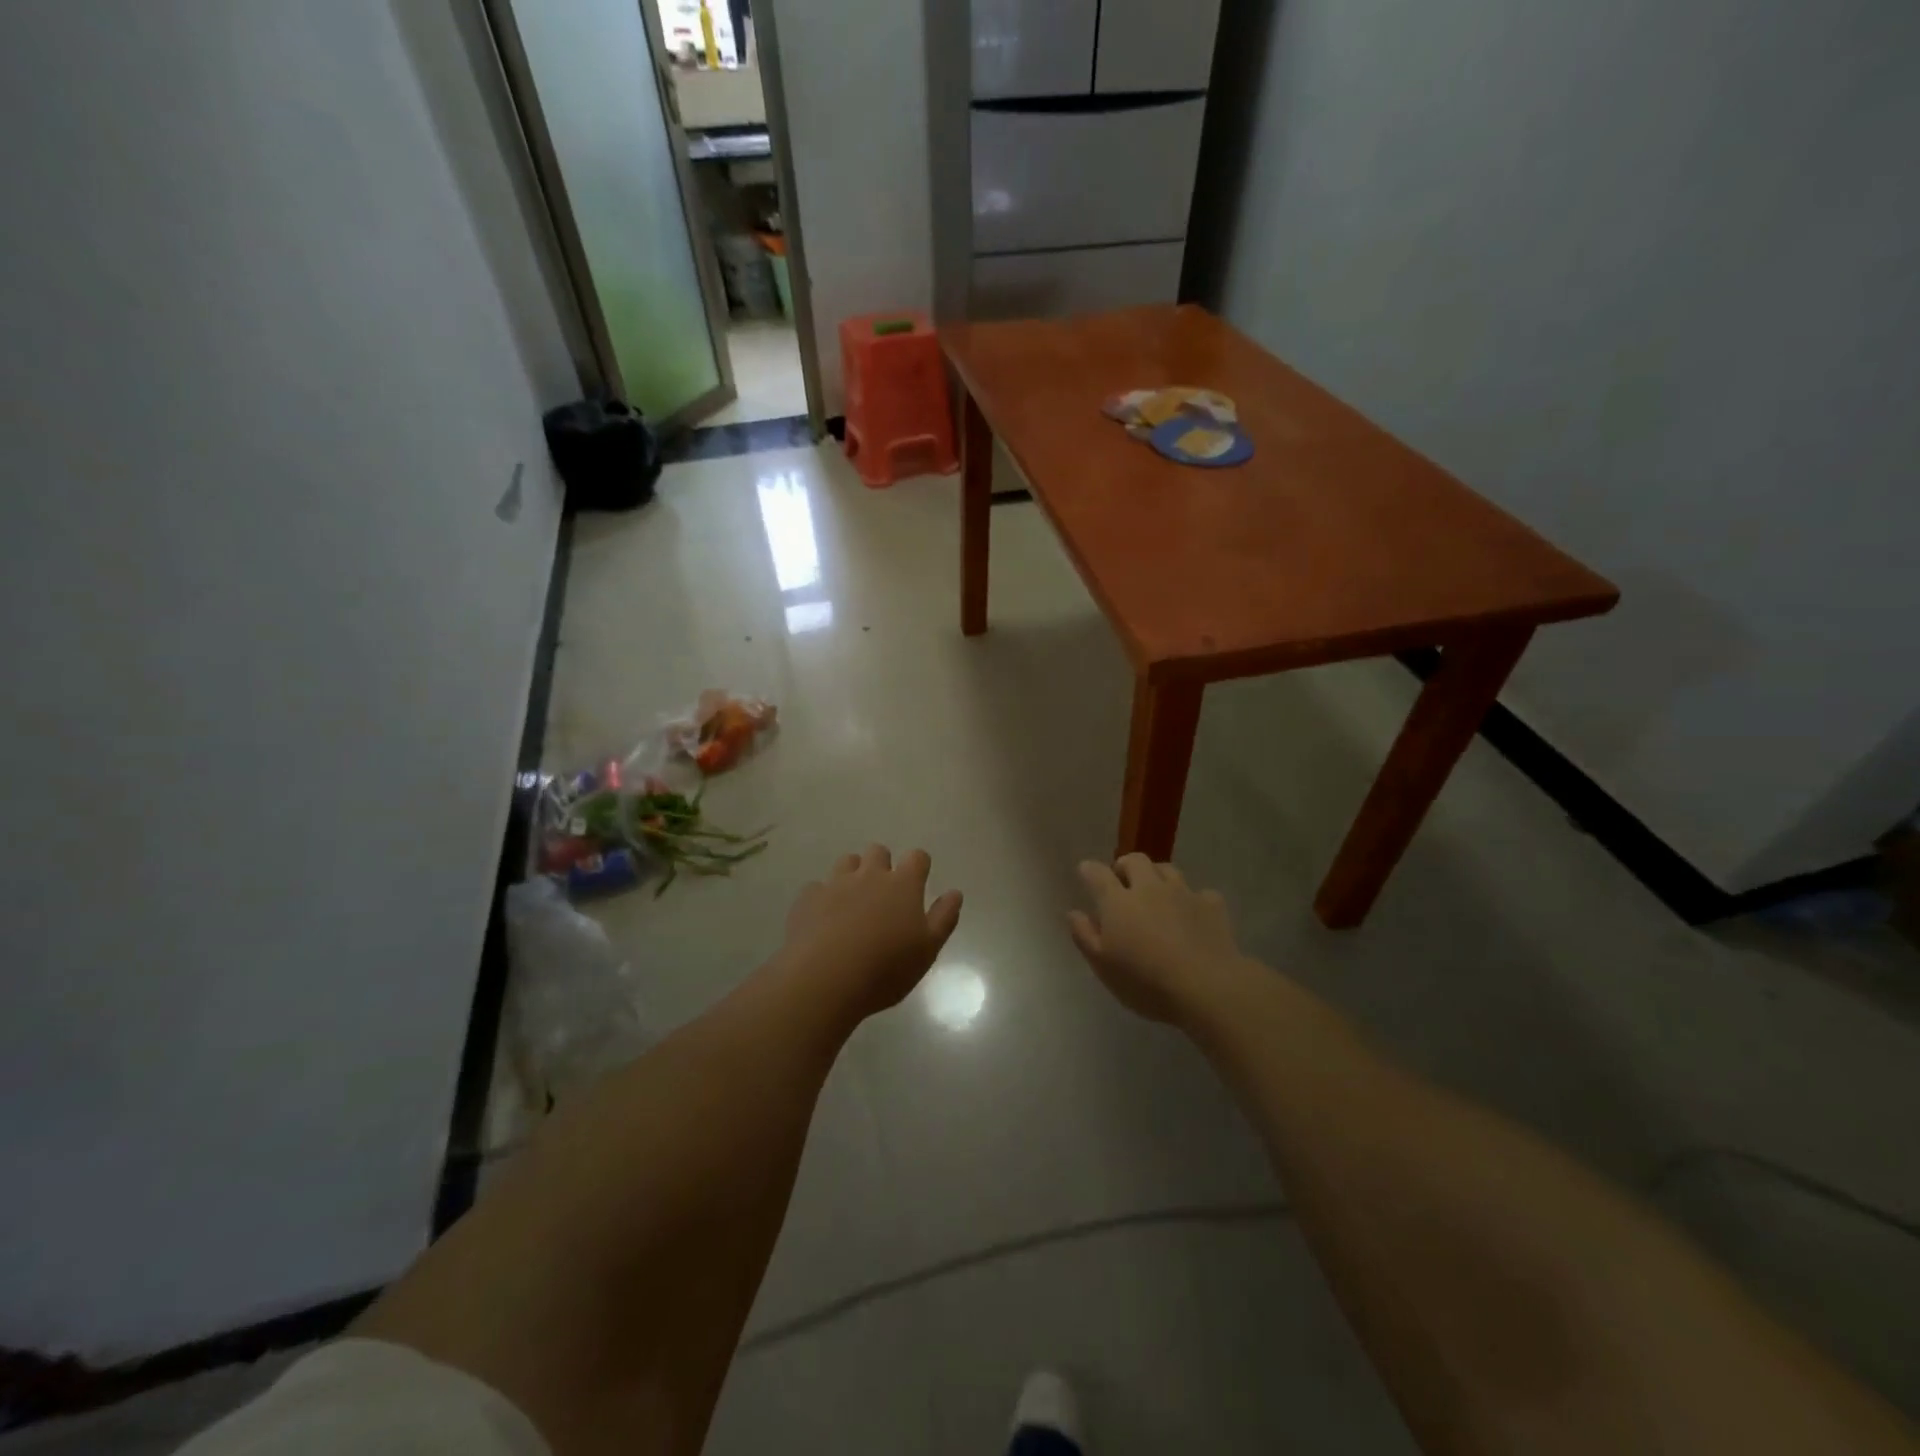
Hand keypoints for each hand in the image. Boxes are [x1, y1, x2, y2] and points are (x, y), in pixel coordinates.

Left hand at [777, 845, 962, 1022]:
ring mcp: (835, 883)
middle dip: (882, 864)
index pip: (917, 857)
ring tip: (852, 902)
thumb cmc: (885, 968)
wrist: (825, 979)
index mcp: (903, 885)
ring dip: (852, 874)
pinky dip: (822, 898)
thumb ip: (944, 918)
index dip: (919, 866)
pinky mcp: (807, 898)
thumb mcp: (927, 949)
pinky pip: (817, 888)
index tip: (918, 882)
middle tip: (883, 894)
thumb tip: (955, 893)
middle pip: (878, 851)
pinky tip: (822, 920)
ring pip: (846, 862)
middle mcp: (869, 875)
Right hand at [1069, 854, 1245, 1022]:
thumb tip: (1073, 912)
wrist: (1206, 987)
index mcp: (1118, 901)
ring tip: (1156, 894)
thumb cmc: (1145, 981)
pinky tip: (1192, 914)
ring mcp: (1183, 893)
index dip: (1089, 870)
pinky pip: (1200, 893)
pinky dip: (1192, 900)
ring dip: (1157, 876)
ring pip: (1167, 869)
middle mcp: (1149, 888)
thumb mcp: (1103, 966)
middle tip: (1122, 883)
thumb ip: (1084, 936)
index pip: (1097, 873)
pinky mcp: (1212, 905)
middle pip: (1135, 860)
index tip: (1085, 872)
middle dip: (1125, 866)